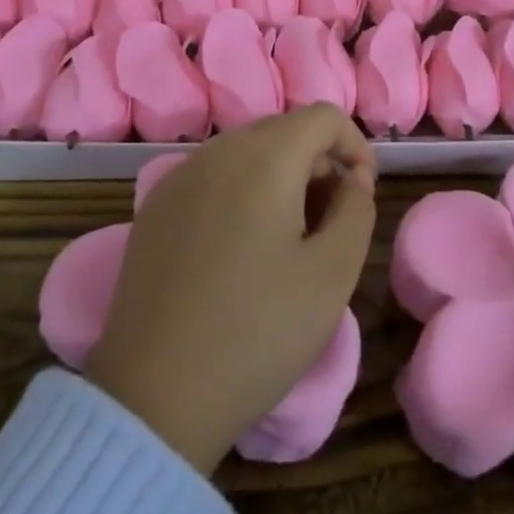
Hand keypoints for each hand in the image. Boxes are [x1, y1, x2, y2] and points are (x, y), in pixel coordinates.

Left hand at [84, 104, 377, 474]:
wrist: (153, 398)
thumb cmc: (256, 333)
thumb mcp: (333, 274)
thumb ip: (356, 209)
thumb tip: (350, 181)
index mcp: (264, 157)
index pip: (324, 116)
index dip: (355, 146)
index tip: (360, 197)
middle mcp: (217, 151)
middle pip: (285, 129)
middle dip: (318, 162)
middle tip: (328, 222)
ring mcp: (178, 176)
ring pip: (247, 150)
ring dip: (280, 176)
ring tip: (287, 238)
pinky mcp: (154, 207)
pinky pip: (213, 176)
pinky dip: (241, 191)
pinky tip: (239, 249)